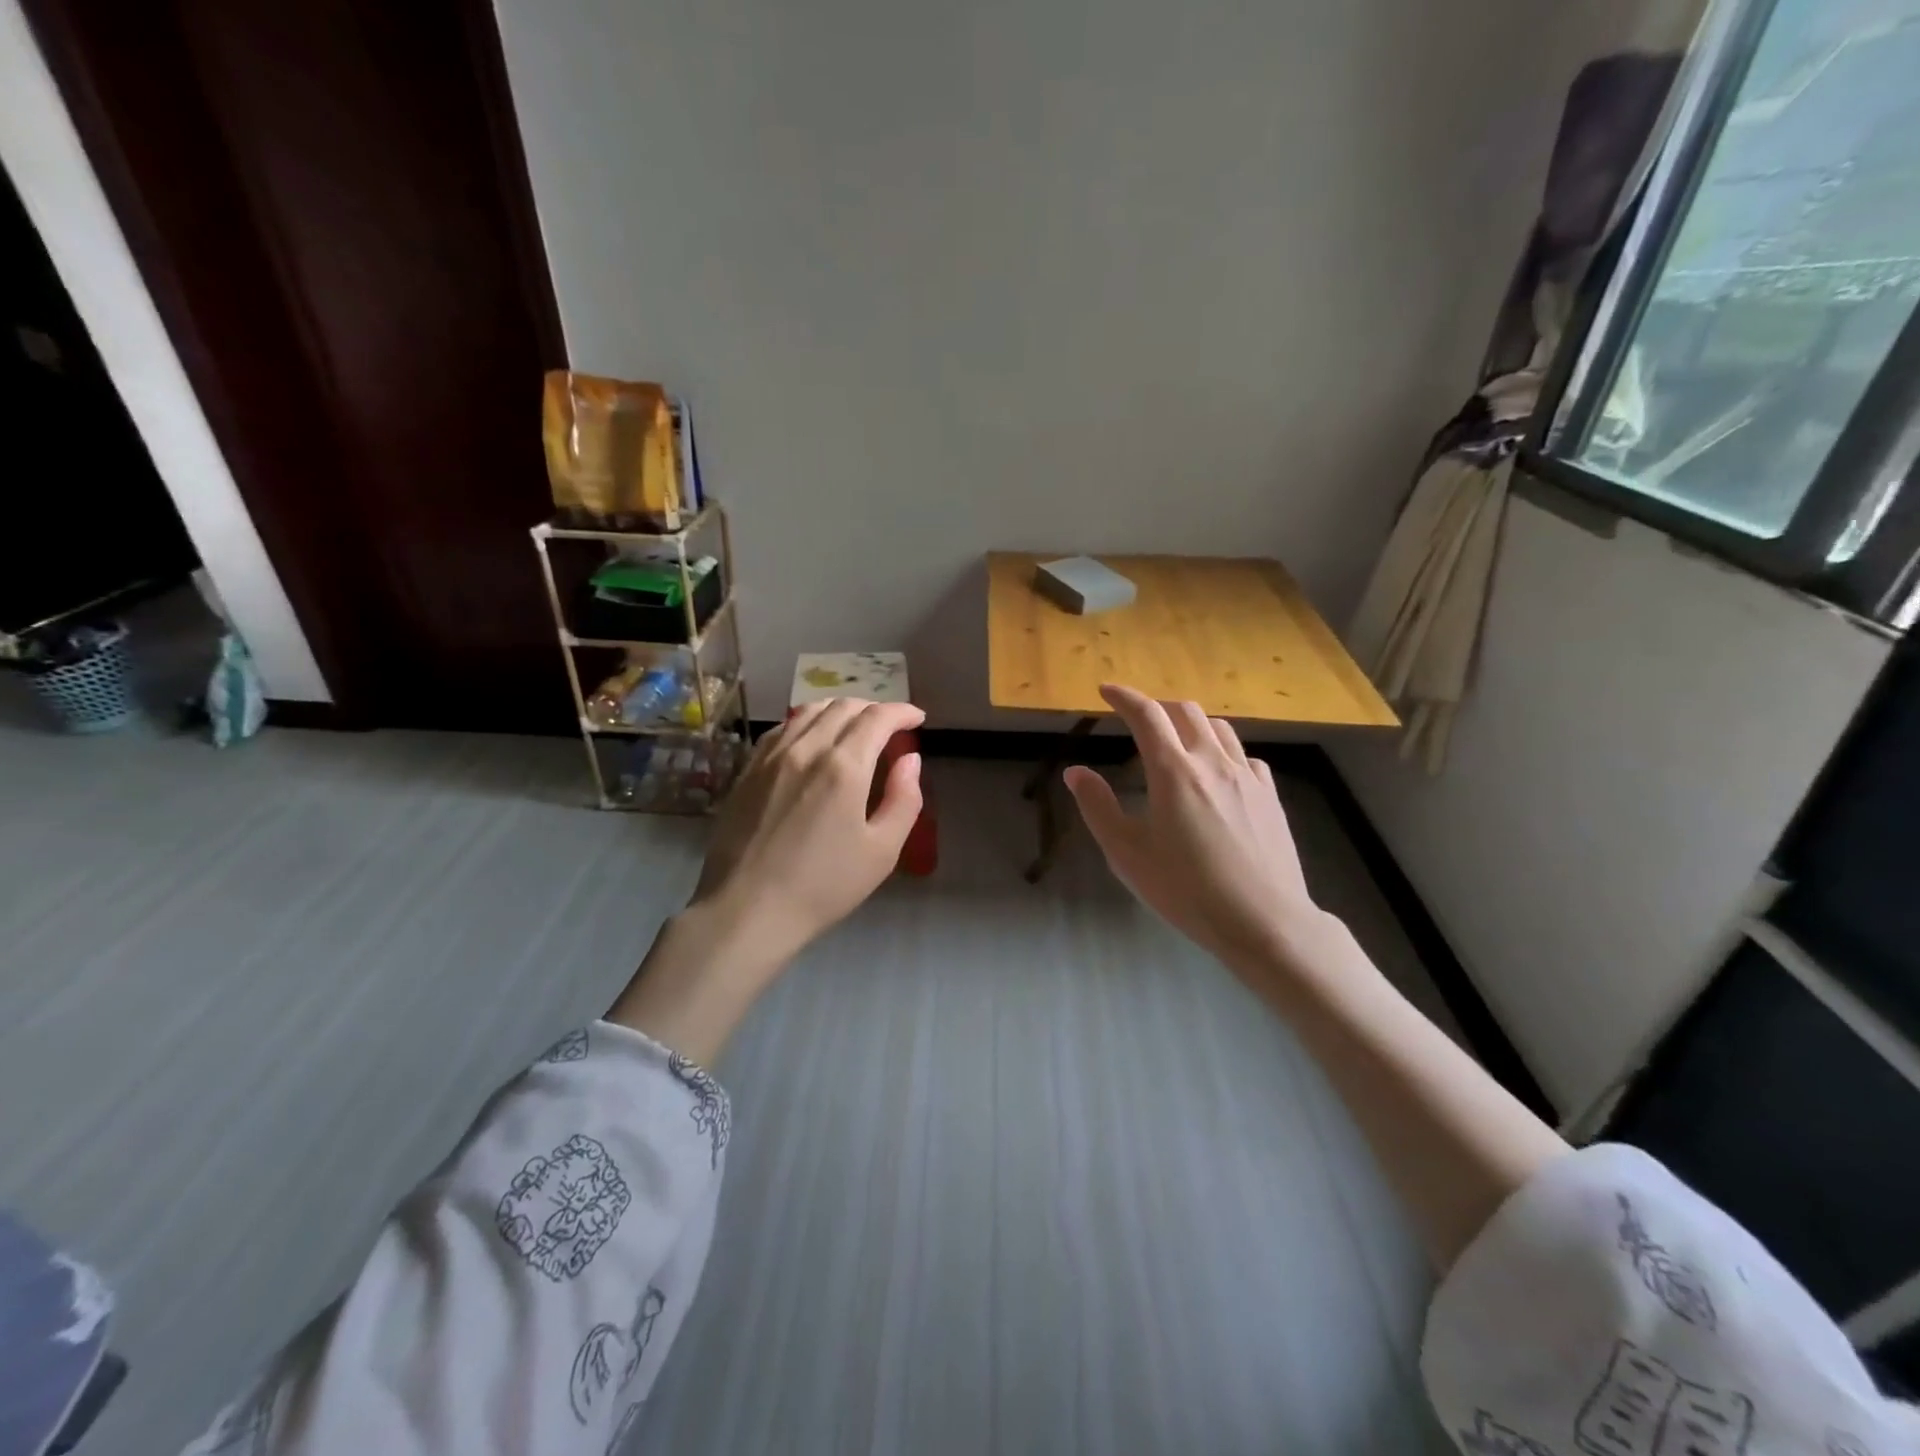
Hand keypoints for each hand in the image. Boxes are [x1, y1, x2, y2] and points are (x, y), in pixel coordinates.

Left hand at [692, 697, 925, 963]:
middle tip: (890, 727)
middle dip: (874, 709)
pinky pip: (782, 729)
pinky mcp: (748, 770)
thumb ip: (904, 799)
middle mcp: (806, 748)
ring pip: (809, 711)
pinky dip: (807, 723)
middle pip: (844, 707)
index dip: (902, 712)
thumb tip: (910, 759)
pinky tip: (811, 740)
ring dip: (839, 710)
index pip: (878, 718)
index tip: (917, 719)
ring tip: (854, 727)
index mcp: (844, 767)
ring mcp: (771, 757)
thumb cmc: (824, 886)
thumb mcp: (882, 851)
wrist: (748, 909)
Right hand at [1064, 684, 1323, 976]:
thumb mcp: (1127, 854)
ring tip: (1176, 741)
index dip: (1123, 697)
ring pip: (1218, 728)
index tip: (1106, 691)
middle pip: (1184, 711)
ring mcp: (1246, 776)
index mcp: (1173, 772)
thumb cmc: (1186, 890)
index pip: (1146, 715)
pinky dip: (1222, 750)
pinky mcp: (1269, 795)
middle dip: (1157, 706)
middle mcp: (1212, 762)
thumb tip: (1076, 771)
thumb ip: (1098, 807)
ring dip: (1190, 723)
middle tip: (1138, 720)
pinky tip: (1216, 773)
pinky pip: (1243, 755)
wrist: (1264, 921)